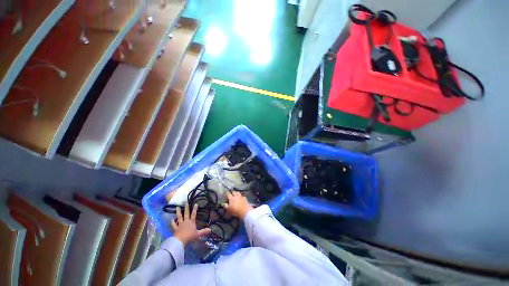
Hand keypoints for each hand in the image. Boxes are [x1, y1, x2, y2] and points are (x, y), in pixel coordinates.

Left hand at [171, 203, 210, 245]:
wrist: (181, 240)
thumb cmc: (190, 236)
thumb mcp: (198, 234)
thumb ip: (204, 231)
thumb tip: (210, 229)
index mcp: (192, 222)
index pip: (194, 214)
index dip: (195, 209)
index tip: (195, 204)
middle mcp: (186, 221)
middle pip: (186, 213)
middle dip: (186, 208)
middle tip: (185, 202)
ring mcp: (180, 224)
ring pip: (179, 217)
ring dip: (178, 212)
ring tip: (177, 207)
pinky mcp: (175, 228)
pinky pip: (174, 224)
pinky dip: (172, 222)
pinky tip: (171, 219)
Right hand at [222, 191, 253, 218]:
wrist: (245, 211)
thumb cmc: (235, 211)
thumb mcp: (229, 210)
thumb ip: (225, 206)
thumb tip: (222, 203)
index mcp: (231, 198)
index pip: (228, 193)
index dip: (226, 192)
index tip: (225, 191)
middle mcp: (236, 196)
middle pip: (233, 192)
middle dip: (232, 191)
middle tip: (231, 192)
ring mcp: (241, 196)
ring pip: (238, 192)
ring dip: (236, 193)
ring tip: (236, 194)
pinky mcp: (245, 198)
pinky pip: (243, 196)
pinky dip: (241, 196)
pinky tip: (241, 198)